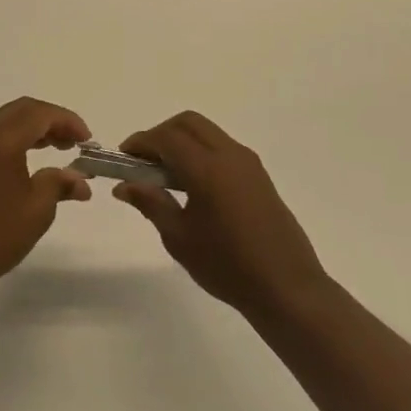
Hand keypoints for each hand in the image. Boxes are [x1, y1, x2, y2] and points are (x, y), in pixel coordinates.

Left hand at [0, 97, 92, 295]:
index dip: (68, 122)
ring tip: (60, 149)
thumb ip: (60, 183)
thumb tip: (80, 179)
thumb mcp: (37, 210)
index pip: (40, 113)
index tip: (88, 141)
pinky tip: (32, 158)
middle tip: (75, 143)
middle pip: (23, 110)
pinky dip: (16, 138)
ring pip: (7, 120)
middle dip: (52, 121)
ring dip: (34, 129)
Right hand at [114, 111, 328, 318]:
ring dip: (182, 141)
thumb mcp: (180, 238)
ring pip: (207, 132)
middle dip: (161, 134)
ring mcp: (248, 162)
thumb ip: (151, 203)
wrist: (286, 287)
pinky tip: (192, 184)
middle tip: (143, 162)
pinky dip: (200, 151)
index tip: (124, 159)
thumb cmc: (227, 266)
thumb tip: (124, 185)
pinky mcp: (259, 175)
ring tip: (165, 175)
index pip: (166, 137)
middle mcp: (229, 154)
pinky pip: (222, 147)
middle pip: (188, 123)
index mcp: (207, 168)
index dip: (141, 142)